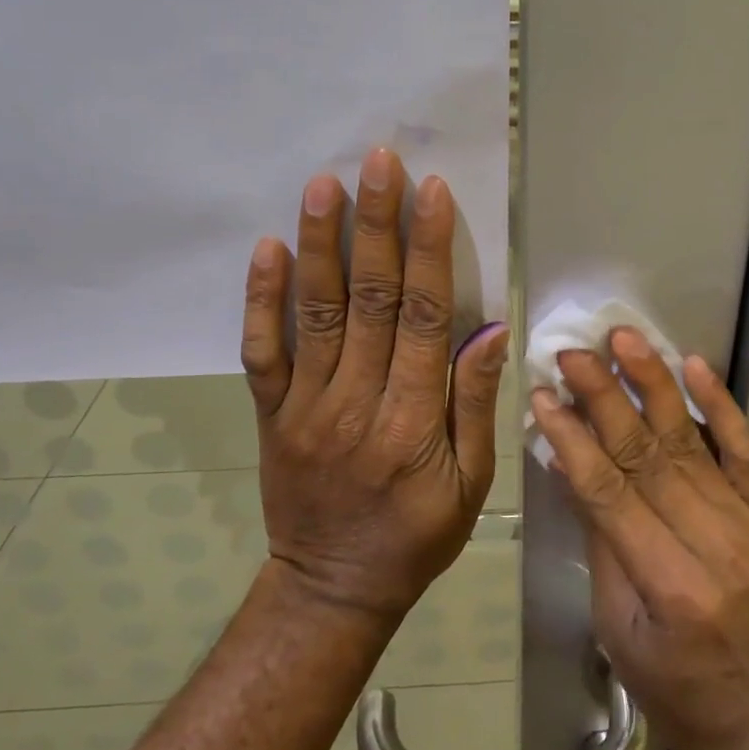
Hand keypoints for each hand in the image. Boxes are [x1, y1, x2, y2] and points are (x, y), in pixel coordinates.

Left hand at [240, 147, 509, 622]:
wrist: (332, 588)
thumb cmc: (416, 536)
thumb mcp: (471, 484)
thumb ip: (474, 404)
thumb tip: (488, 329)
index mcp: (413, 420)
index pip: (425, 317)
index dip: (430, 250)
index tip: (431, 192)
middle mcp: (357, 401)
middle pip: (370, 299)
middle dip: (377, 225)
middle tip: (378, 161)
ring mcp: (306, 406)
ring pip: (315, 312)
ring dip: (320, 244)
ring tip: (323, 184)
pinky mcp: (272, 414)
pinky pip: (262, 352)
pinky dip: (261, 299)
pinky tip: (267, 249)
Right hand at [529, 330, 748, 749]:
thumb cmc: (673, 688)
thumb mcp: (616, 628)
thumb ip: (598, 541)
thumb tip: (569, 464)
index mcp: (667, 584)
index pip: (609, 493)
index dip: (572, 439)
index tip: (542, 395)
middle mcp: (710, 542)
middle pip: (646, 455)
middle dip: (605, 397)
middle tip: (571, 352)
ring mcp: (744, 523)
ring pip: (689, 440)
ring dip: (654, 383)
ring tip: (624, 338)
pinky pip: (744, 451)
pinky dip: (722, 405)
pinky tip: (697, 365)